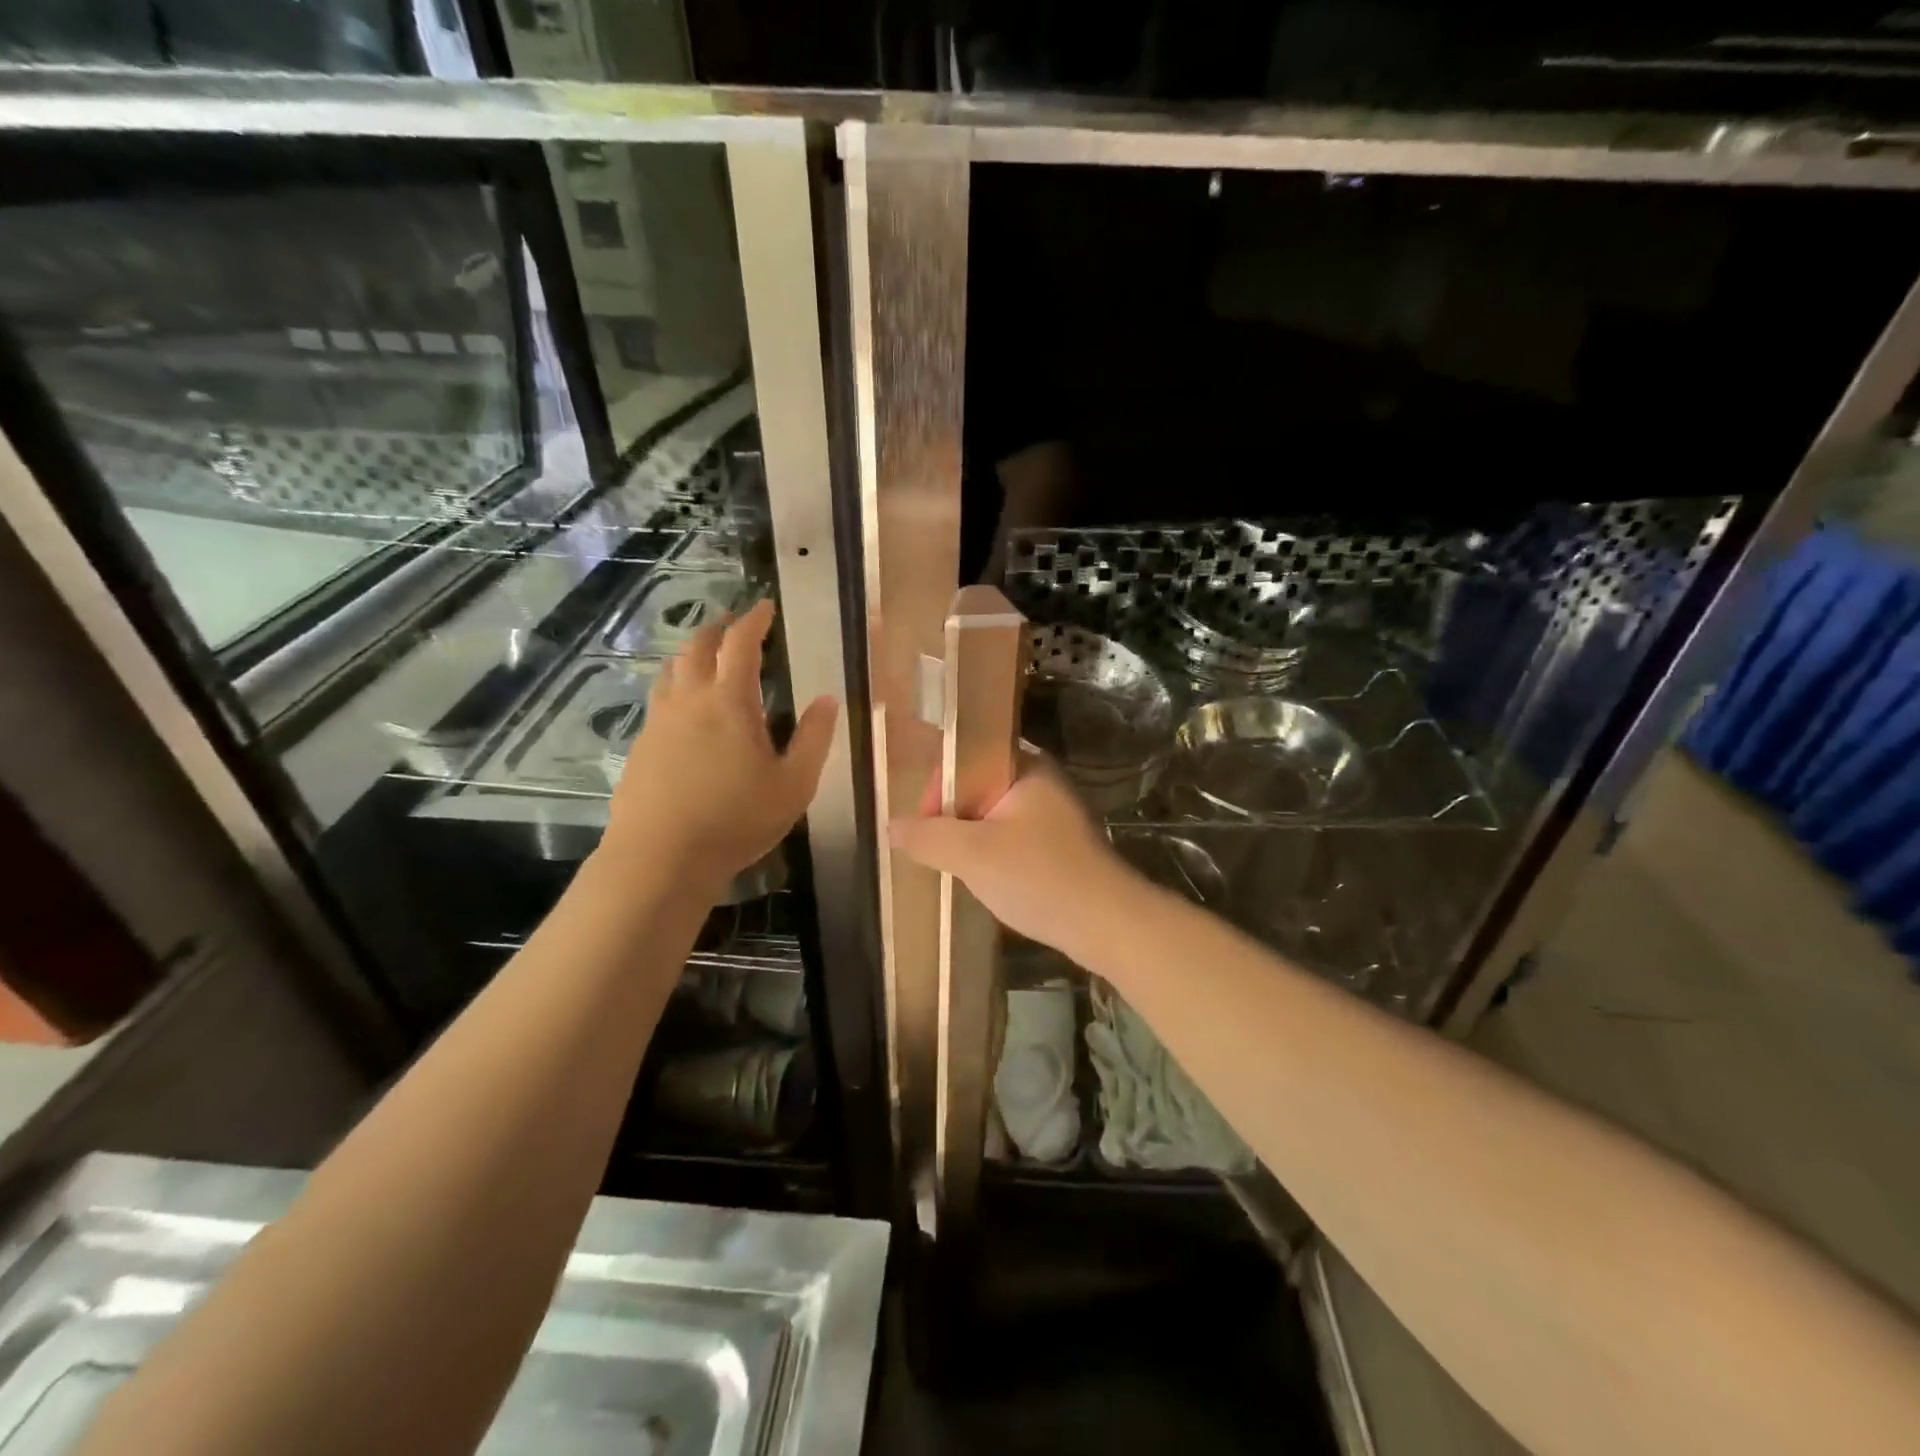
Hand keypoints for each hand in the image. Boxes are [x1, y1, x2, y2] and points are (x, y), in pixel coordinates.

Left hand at [603, 599, 837, 894]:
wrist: (659, 858)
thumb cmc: (736, 820)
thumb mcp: (794, 784)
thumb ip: (814, 738)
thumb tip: (827, 699)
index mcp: (730, 702)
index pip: (741, 643)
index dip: (754, 619)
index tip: (765, 606)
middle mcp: (689, 700)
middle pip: (698, 647)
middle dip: (719, 628)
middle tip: (736, 625)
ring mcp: (659, 722)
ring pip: (671, 670)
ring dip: (692, 654)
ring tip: (707, 658)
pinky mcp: (641, 746)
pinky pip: (659, 700)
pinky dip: (676, 687)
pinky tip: (685, 710)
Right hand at [888, 754, 1138, 956]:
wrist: (1108, 925)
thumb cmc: (1039, 877)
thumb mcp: (973, 855)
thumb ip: (928, 837)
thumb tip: (892, 826)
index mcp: (1026, 767)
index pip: (967, 756)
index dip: (939, 786)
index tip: (925, 825)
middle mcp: (1042, 782)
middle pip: (978, 787)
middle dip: (953, 818)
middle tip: (939, 853)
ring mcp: (1055, 816)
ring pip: (994, 817)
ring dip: (972, 841)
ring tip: (959, 870)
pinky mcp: (1061, 847)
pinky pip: (1013, 840)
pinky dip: (994, 857)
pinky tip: (988, 882)